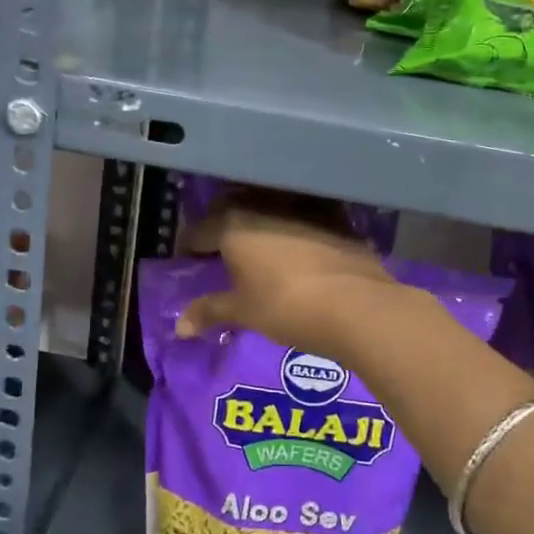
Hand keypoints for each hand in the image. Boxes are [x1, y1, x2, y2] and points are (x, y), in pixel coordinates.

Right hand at [180, 192, 396, 357]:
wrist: (354, 304)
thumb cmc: (285, 306)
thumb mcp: (243, 312)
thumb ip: (209, 311)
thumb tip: (179, 327)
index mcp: (233, 225)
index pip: (200, 230)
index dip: (191, 246)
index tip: (189, 258)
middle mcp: (263, 205)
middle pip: (232, 208)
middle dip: (222, 224)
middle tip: (220, 248)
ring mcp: (301, 206)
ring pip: (269, 206)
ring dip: (259, 220)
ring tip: (258, 244)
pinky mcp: (333, 215)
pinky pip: (303, 214)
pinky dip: (293, 224)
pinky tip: (297, 243)